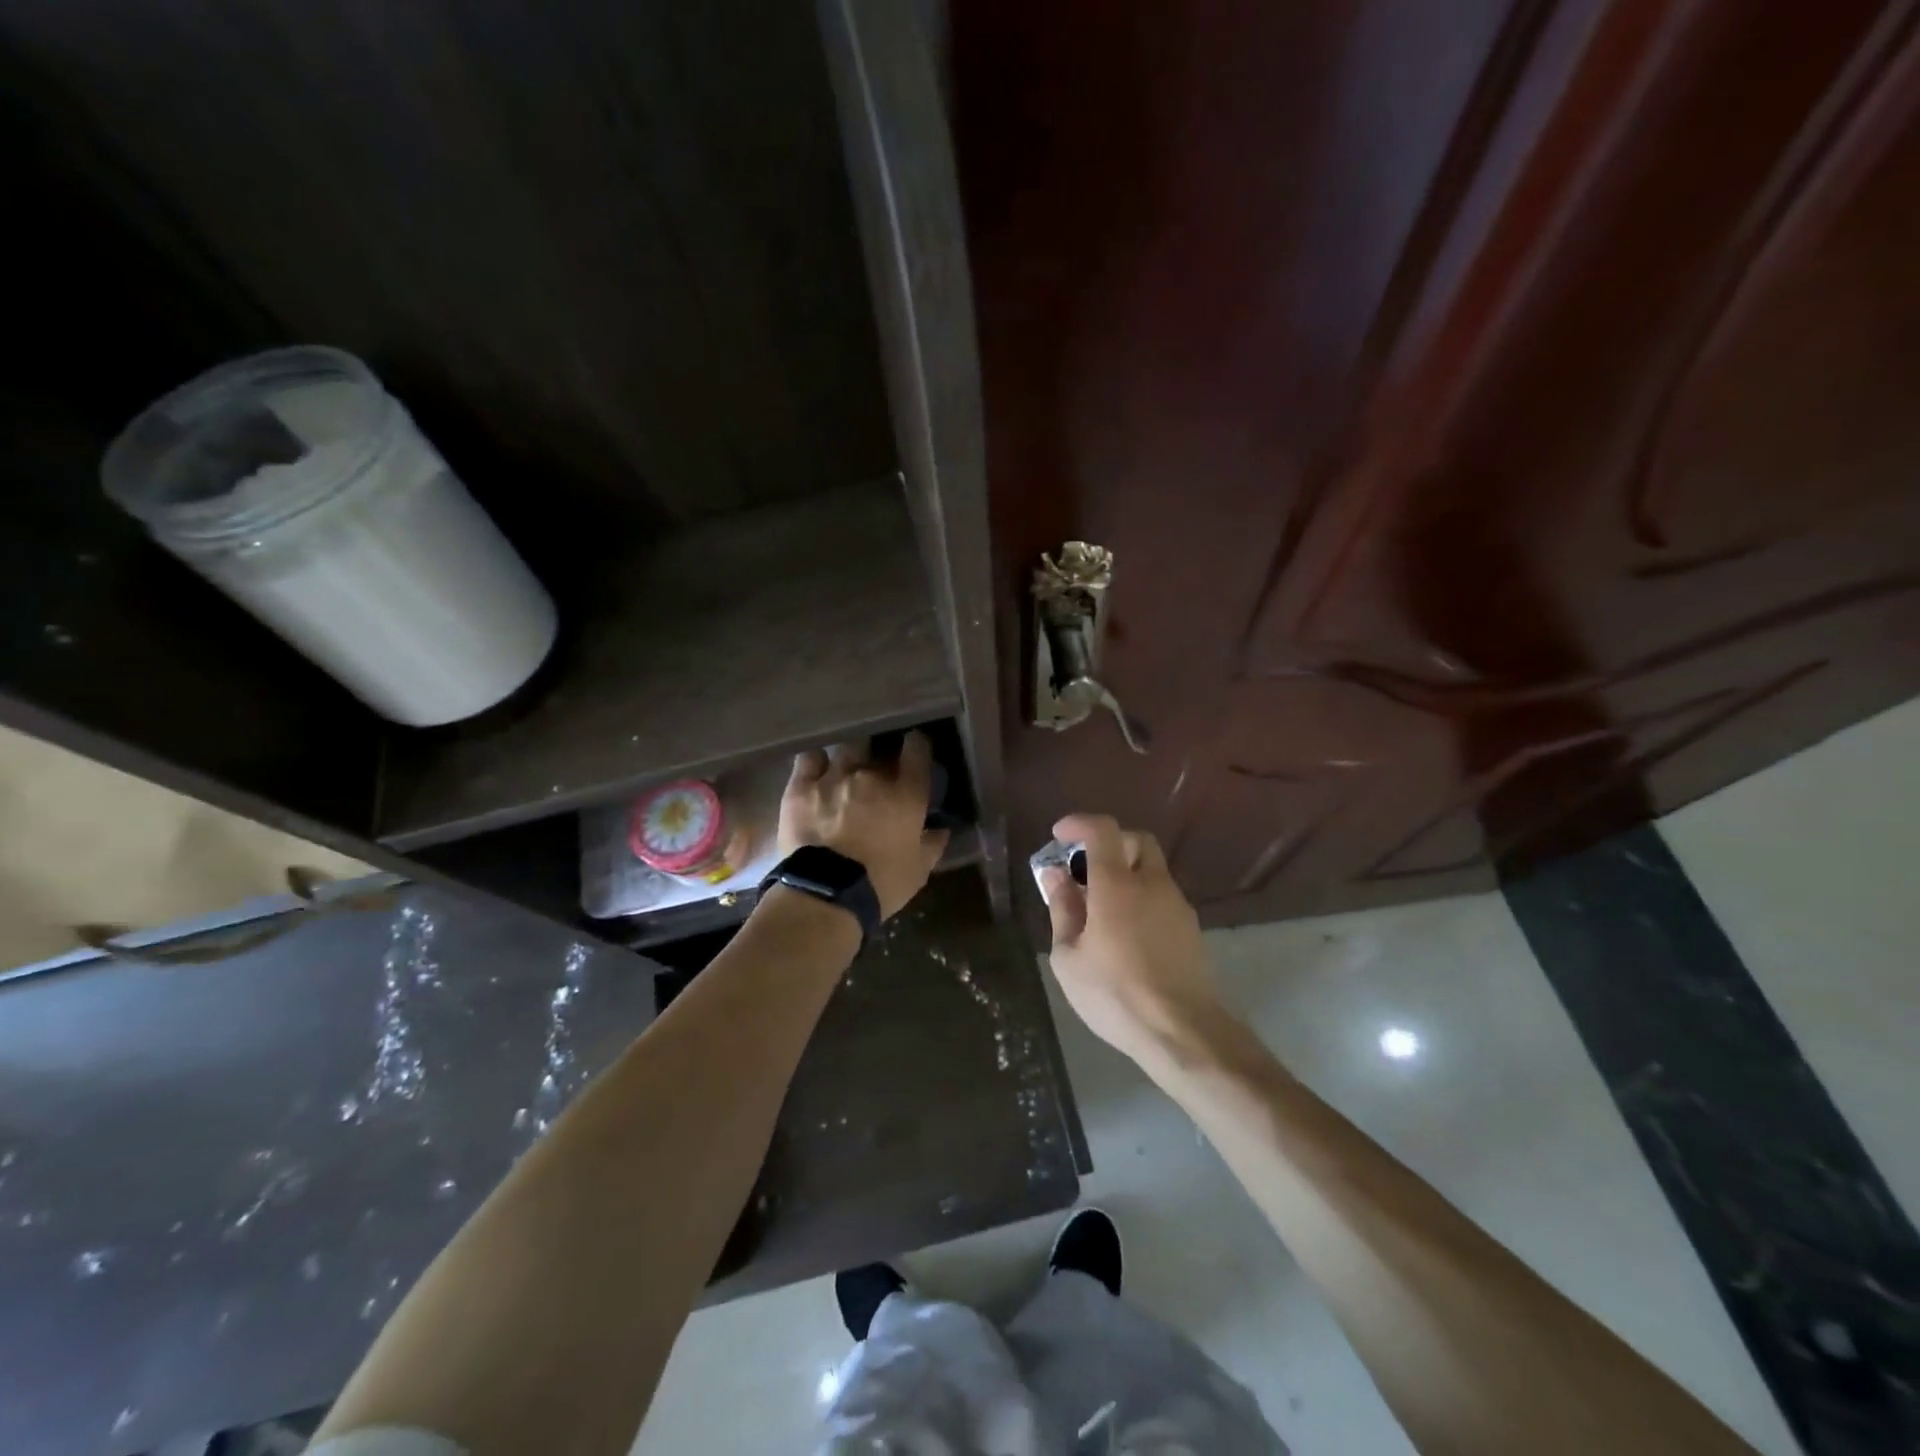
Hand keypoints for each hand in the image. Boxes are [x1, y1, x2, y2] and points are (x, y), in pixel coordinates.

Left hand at [779, 734, 949, 918]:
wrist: (826, 895)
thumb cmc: (881, 884)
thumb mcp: (918, 870)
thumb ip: (931, 844)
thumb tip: (940, 829)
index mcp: (906, 793)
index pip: (917, 750)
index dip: (917, 745)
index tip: (915, 747)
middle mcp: (871, 775)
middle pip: (879, 747)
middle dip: (881, 754)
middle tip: (878, 768)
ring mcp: (834, 777)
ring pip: (847, 748)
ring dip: (851, 755)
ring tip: (848, 766)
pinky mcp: (801, 787)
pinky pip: (809, 759)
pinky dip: (816, 762)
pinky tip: (817, 769)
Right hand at [1042, 813, 1222, 1063]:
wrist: (1182, 1031)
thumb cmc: (1114, 994)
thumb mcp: (1069, 956)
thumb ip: (1062, 909)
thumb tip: (1056, 876)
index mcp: (1118, 885)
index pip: (1103, 830)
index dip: (1079, 824)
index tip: (1059, 835)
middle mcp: (1152, 884)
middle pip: (1136, 840)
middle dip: (1108, 843)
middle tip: (1083, 867)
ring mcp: (1177, 905)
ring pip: (1152, 869)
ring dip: (1126, 872)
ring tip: (1099, 906)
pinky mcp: (1190, 928)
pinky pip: (1161, 895)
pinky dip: (1140, 896)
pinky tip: (1124, 930)